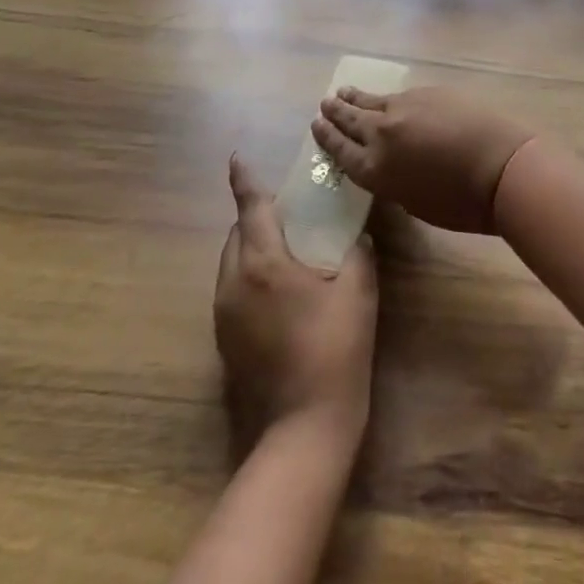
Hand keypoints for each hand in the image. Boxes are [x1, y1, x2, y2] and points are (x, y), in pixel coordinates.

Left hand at [214, 156, 376, 453]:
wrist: (304, 426)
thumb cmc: (335, 348)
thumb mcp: (358, 291)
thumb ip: (358, 252)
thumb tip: (357, 235)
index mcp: (264, 263)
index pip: (251, 208)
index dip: (244, 180)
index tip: (236, 157)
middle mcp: (234, 283)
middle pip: (237, 234)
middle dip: (255, 217)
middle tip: (288, 213)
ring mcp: (224, 314)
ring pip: (231, 263)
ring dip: (252, 247)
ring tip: (286, 250)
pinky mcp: (224, 340)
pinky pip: (232, 290)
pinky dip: (250, 276)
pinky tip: (279, 292)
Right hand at [310, 85, 540, 233]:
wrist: (499, 167)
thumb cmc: (461, 203)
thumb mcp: (414, 202)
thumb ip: (394, 180)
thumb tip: (394, 164)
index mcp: (374, 169)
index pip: (340, 150)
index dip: (326, 138)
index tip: (316, 125)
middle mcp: (381, 133)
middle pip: (351, 119)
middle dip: (336, 112)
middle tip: (325, 103)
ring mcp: (405, 107)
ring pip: (372, 100)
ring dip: (356, 98)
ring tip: (343, 92)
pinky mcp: (428, 93)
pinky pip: (400, 95)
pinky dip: (388, 98)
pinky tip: (387, 97)